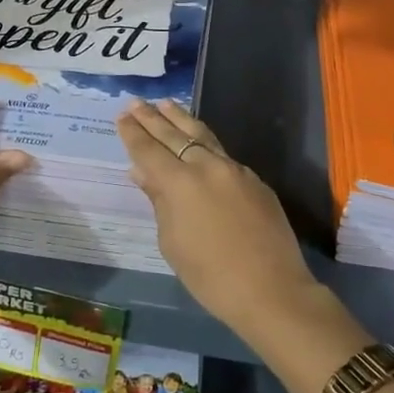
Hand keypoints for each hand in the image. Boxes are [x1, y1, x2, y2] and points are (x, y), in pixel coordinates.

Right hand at [115, 98, 318, 341]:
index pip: (149, 150)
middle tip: (136, 102)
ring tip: (165, 104)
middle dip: (152, 118)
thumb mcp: (173, 242)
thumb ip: (159, 201)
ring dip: (180, 119)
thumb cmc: (211, 276)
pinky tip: (198, 140)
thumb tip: (143, 173)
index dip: (133, 133)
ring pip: (202, 135)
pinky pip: (222, 154)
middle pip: (174, 135)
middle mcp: (206, 166)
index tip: (121, 116)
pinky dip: (204, 142)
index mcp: (180, 183)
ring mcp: (234, 169)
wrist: (271, 290)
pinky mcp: (254, 179)